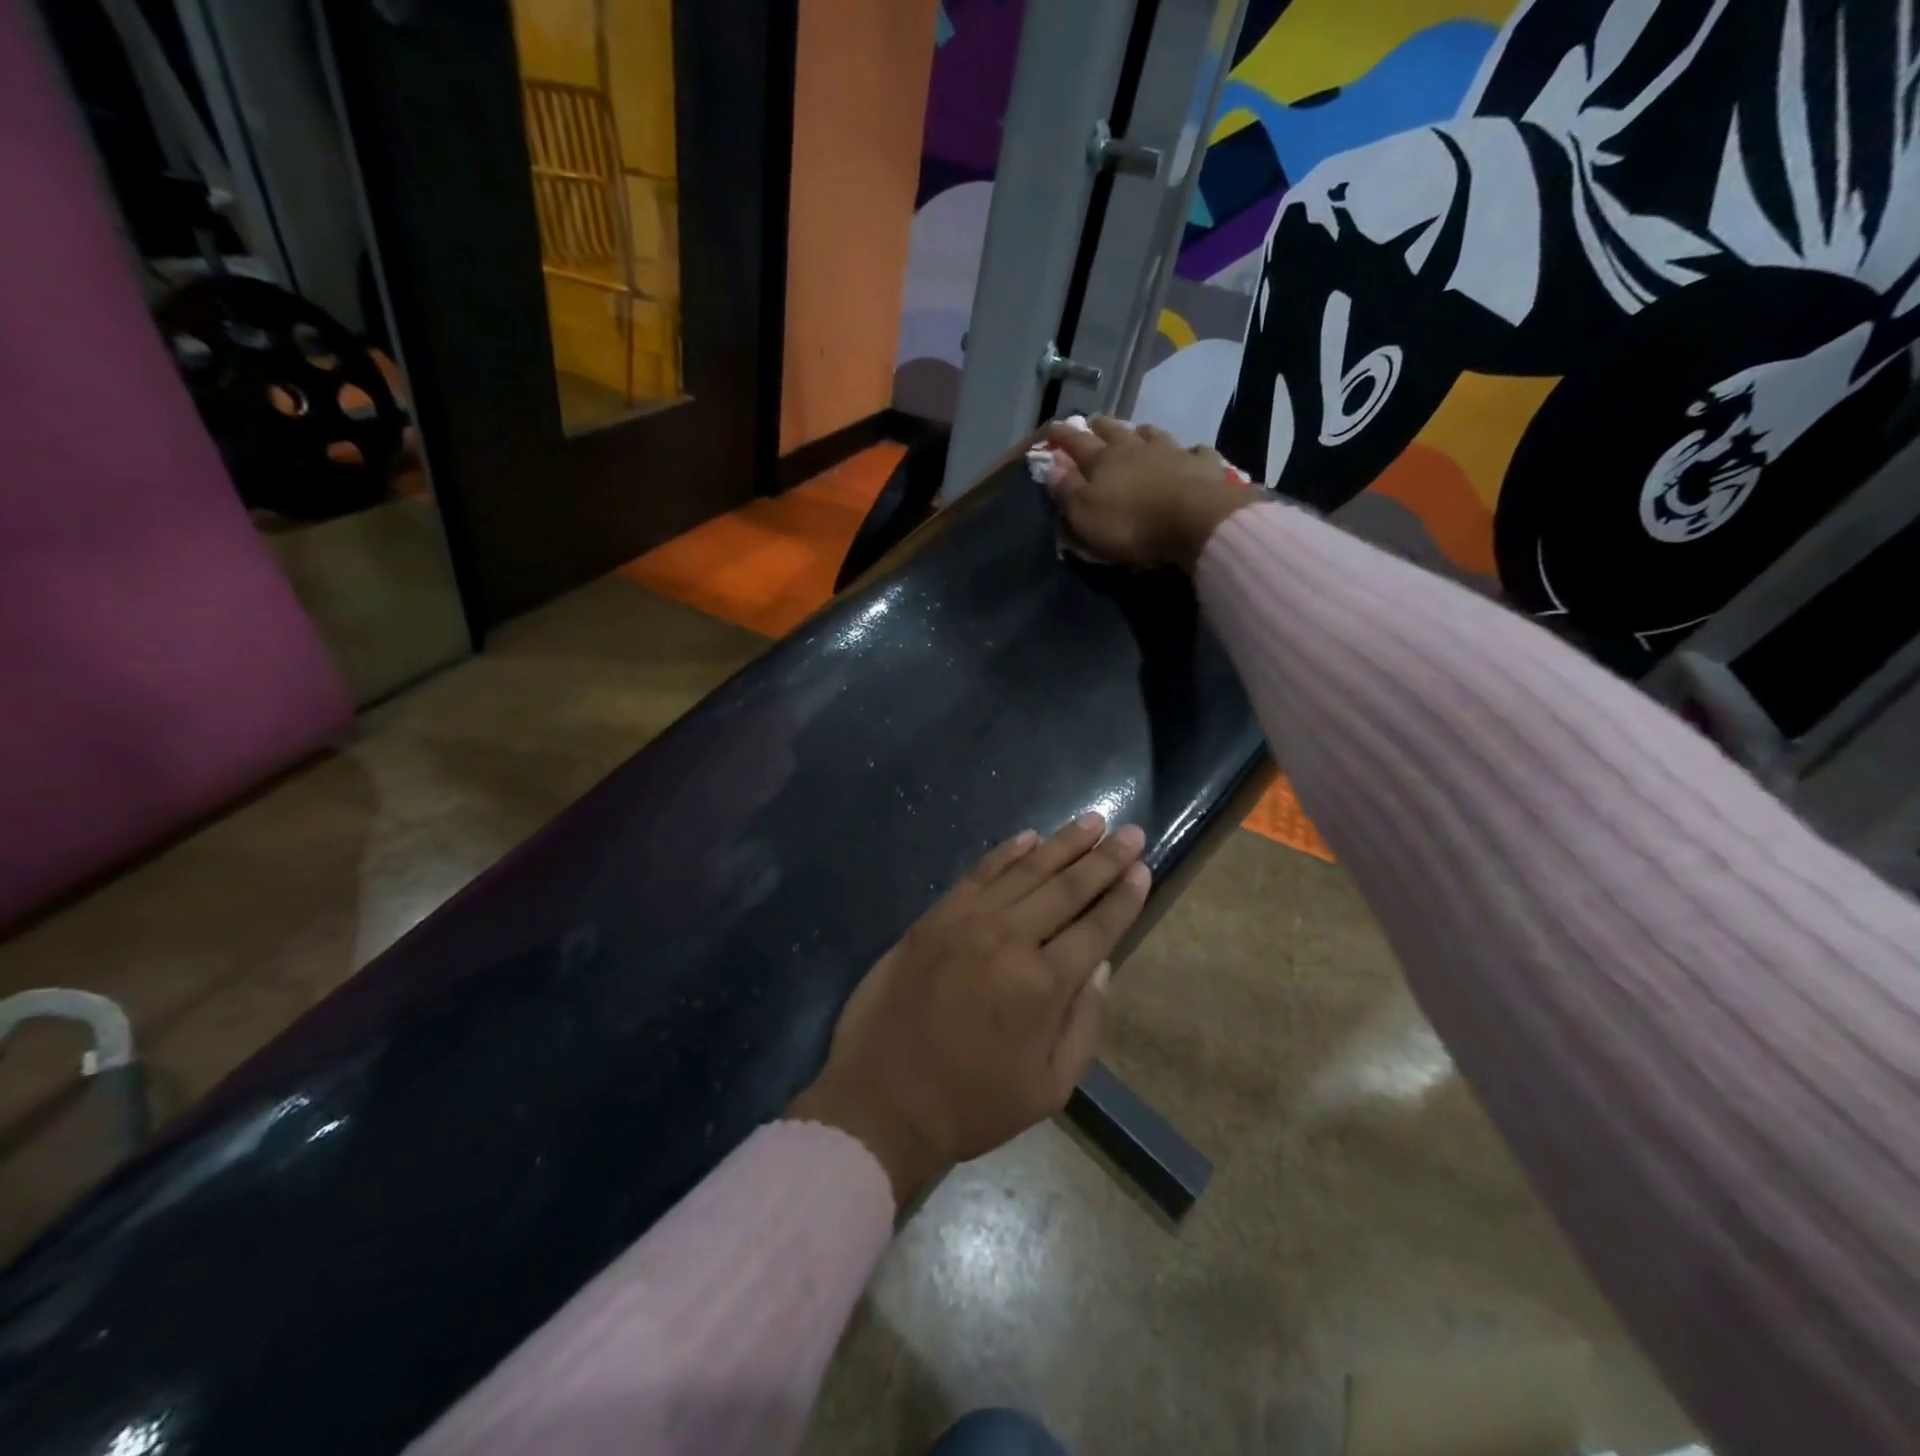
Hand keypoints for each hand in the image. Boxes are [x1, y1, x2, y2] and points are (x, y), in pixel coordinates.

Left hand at [787, 812, 1151, 1205]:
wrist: (881, 1101)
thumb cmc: (972, 1104)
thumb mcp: (1049, 1087)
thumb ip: (1083, 1022)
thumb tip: (1102, 964)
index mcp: (1044, 985)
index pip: (1097, 928)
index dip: (1124, 897)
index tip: (1143, 868)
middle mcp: (1009, 939)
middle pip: (1066, 888)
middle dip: (1104, 858)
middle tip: (1130, 831)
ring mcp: (967, 922)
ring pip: (1025, 870)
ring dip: (1062, 843)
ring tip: (1092, 821)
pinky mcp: (934, 917)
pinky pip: (978, 873)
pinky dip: (1006, 852)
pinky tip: (1029, 837)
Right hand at [1042, 417, 1255, 572]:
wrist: (1194, 520)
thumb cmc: (1130, 522)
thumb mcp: (1085, 513)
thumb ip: (1067, 489)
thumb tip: (1050, 465)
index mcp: (1103, 460)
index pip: (1076, 442)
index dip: (1062, 435)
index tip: (1051, 427)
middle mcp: (1136, 448)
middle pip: (1114, 431)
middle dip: (1100, 426)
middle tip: (1093, 422)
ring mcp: (1171, 452)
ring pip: (1152, 434)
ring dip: (1142, 431)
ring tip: (1138, 430)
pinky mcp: (1202, 465)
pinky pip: (1194, 452)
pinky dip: (1188, 451)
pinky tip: (1189, 452)